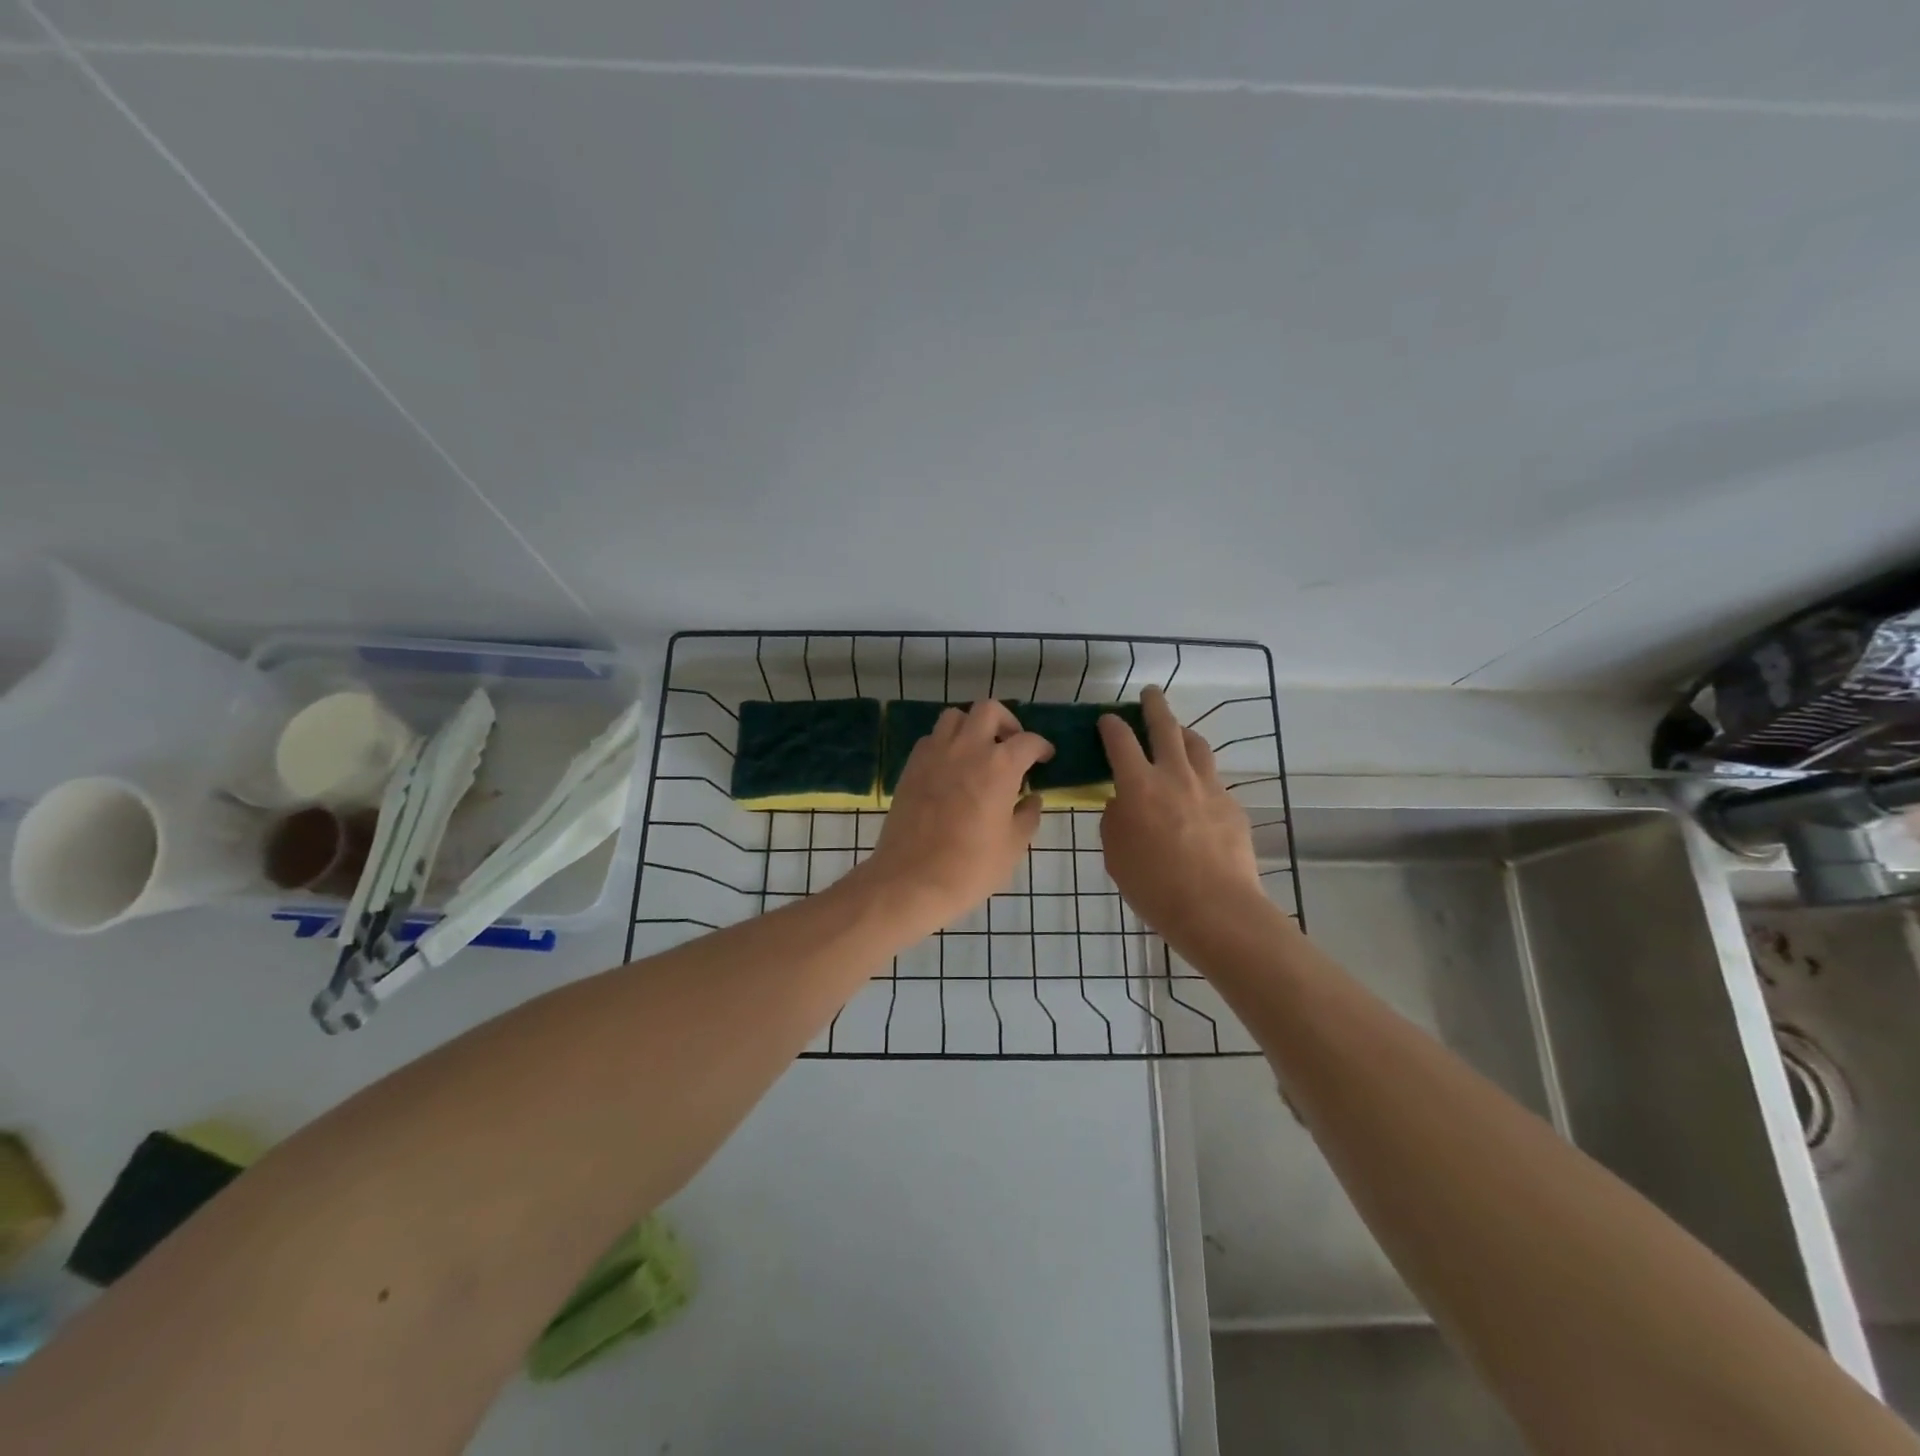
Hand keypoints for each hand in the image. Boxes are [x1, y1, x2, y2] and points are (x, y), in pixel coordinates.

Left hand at [858, 701, 1052, 935]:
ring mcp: (934, 754)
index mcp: (999, 765)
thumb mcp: (1013, 847)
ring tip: (979, 751)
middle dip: (1006, 722)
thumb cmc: (970, 867)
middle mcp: (967, 748)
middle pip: (988, 710)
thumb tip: (1032, 799)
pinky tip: (951, 767)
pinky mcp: (911, 766)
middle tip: (1011, 744)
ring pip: (955, 717)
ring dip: (971, 726)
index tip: (1044, 757)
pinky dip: (945, 743)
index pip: (1028, 741)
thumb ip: (1027, 816)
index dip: (1041, 747)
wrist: (911, 880)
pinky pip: (931, 739)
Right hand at [1099, 686, 1265, 948]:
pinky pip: (1213, 779)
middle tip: (1150, 693)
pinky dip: (1200, 774)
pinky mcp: (1232, 806)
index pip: (1121, 741)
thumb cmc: (1153, 885)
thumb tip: (1124, 803)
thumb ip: (1116, 819)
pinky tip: (1197, 790)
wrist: (1216, 908)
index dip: (1111, 725)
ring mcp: (1209, 788)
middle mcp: (1175, 776)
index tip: (1107, 718)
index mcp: (1139, 786)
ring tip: (1178, 731)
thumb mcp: (1115, 852)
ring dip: (1184, 732)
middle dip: (1155, 707)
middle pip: (1166, 728)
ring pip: (1197, 746)